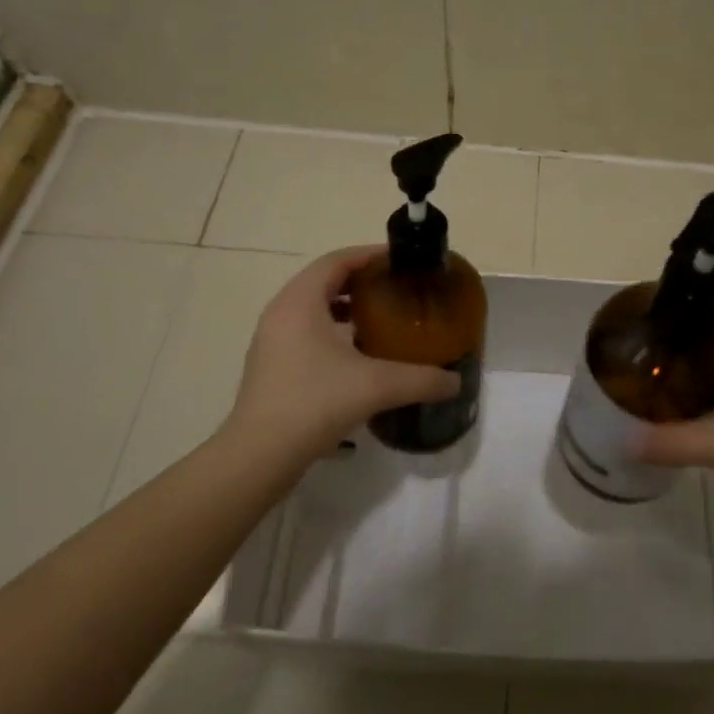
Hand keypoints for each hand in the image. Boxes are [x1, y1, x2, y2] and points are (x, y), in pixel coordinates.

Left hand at [225, 246, 459, 463]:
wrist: (258, 457)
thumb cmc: (313, 404)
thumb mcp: (376, 386)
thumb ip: (421, 379)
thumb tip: (455, 382)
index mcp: (300, 302)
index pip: (337, 261)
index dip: (370, 256)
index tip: (402, 261)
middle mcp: (282, 313)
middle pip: (325, 281)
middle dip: (362, 281)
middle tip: (397, 289)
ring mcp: (272, 341)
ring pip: (314, 308)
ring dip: (346, 307)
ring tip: (382, 320)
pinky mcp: (272, 366)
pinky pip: (306, 332)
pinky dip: (334, 331)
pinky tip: (359, 356)